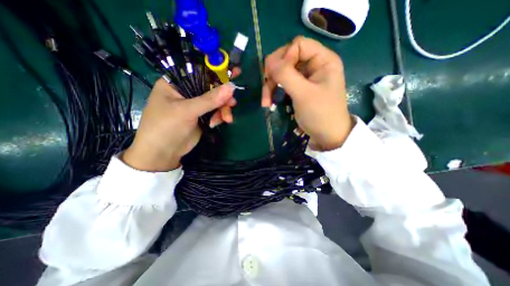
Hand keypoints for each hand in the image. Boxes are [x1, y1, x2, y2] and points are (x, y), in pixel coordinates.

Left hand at [123, 77, 236, 171]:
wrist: (164, 153)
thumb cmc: (166, 127)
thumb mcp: (187, 111)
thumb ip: (210, 99)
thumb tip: (232, 87)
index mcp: (176, 83)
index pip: (199, 71)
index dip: (217, 70)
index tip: (235, 72)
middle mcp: (186, 91)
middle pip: (211, 87)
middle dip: (223, 96)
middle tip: (233, 102)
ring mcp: (195, 105)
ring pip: (216, 101)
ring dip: (223, 109)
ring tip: (227, 118)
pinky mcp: (202, 116)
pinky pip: (215, 111)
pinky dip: (219, 116)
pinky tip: (218, 123)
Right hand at [261, 37, 353, 150]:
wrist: (327, 136)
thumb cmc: (320, 114)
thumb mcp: (303, 94)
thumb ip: (286, 74)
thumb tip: (269, 61)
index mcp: (323, 60)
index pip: (298, 45)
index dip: (284, 57)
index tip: (275, 75)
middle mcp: (314, 65)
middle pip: (288, 59)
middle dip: (274, 74)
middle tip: (266, 90)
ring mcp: (306, 78)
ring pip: (282, 72)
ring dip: (271, 86)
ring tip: (265, 102)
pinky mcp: (299, 89)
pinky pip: (283, 84)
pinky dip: (275, 91)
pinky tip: (269, 101)